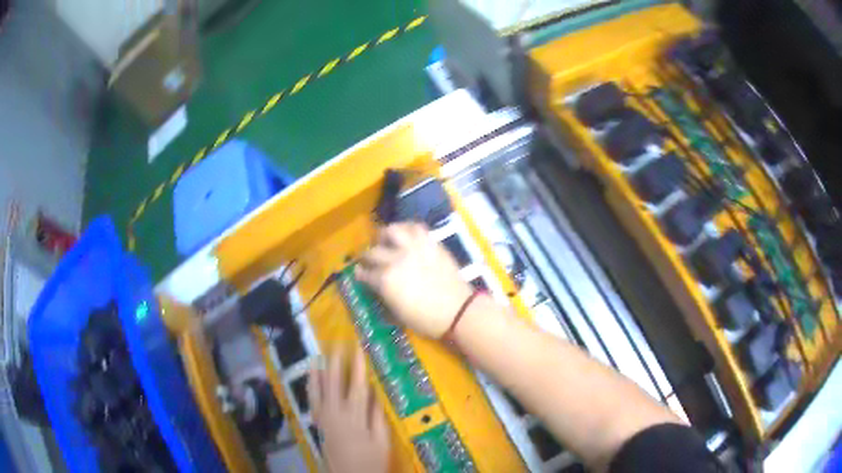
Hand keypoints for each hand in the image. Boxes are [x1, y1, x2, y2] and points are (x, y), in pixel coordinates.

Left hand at [308, 349, 389, 472]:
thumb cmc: (370, 462)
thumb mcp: (381, 442)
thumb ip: (378, 418)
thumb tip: (376, 393)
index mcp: (355, 418)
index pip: (357, 386)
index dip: (358, 366)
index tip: (358, 347)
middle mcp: (336, 414)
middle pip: (335, 384)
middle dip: (336, 363)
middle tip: (337, 344)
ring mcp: (324, 419)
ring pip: (319, 391)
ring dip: (318, 372)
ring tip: (318, 356)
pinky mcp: (319, 425)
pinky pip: (312, 402)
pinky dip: (311, 388)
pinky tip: (311, 380)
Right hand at [356, 223, 472, 337]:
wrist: (458, 311)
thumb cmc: (426, 319)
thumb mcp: (398, 313)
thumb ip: (385, 296)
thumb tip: (378, 287)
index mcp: (385, 281)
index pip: (365, 274)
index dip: (360, 274)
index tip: (358, 272)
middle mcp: (395, 260)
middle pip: (373, 252)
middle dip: (367, 256)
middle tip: (368, 259)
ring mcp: (414, 248)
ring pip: (392, 231)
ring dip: (384, 234)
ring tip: (384, 238)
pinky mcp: (430, 243)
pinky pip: (416, 227)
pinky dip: (407, 228)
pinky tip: (405, 233)